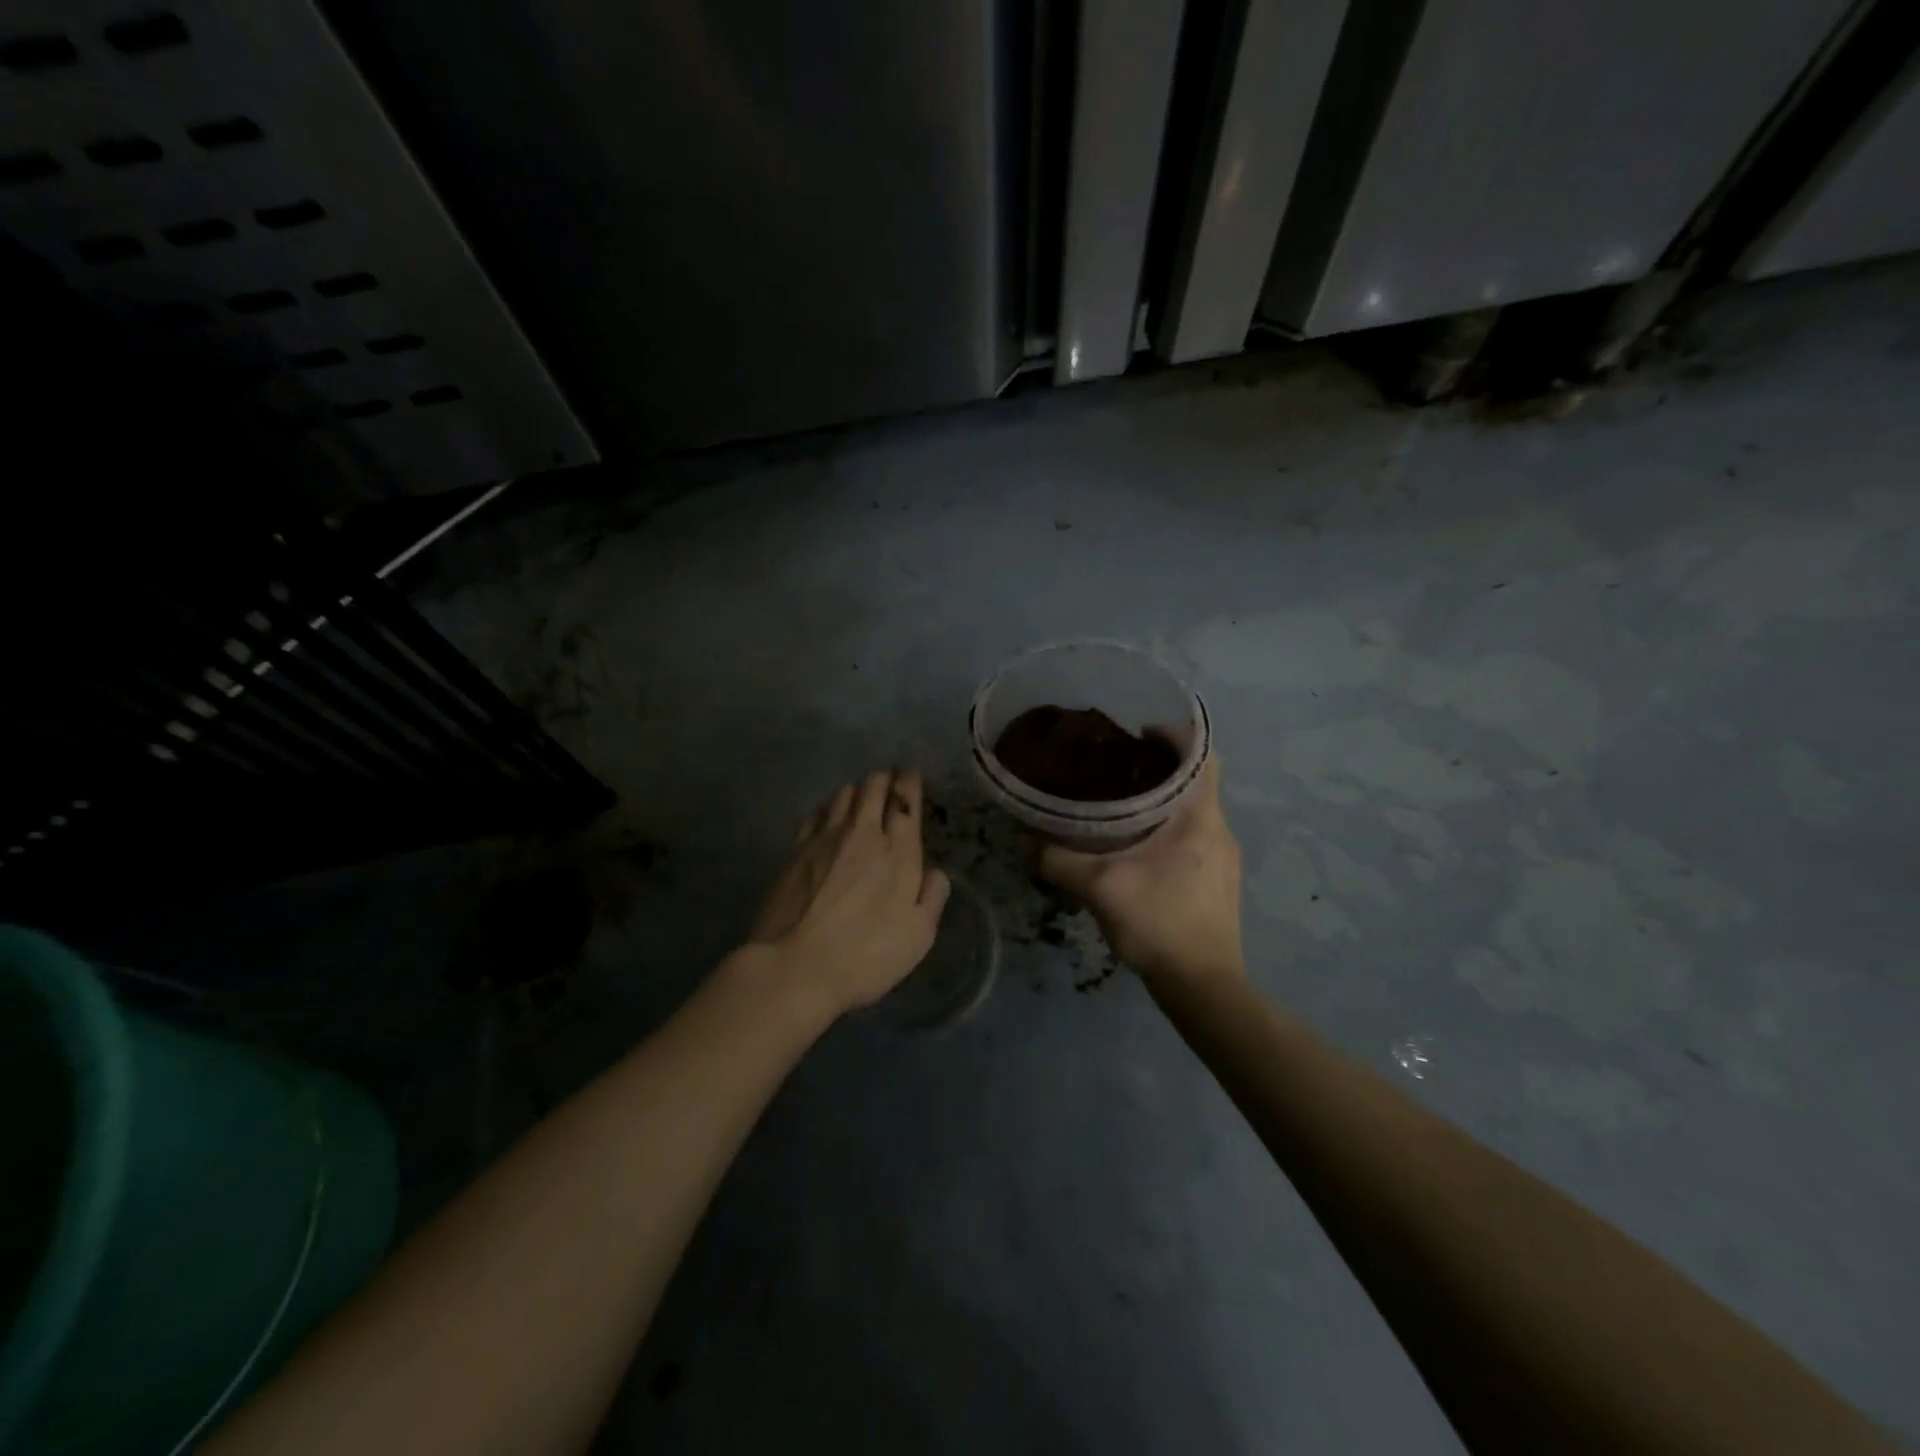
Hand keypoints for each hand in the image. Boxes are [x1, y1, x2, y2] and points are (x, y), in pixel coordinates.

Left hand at [746, 769, 951, 1017]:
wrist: (796, 966)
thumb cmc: (866, 955)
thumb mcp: (918, 935)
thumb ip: (932, 897)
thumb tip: (935, 872)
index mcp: (899, 852)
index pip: (906, 802)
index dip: (909, 783)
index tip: (910, 774)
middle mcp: (863, 834)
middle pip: (873, 788)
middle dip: (884, 779)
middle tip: (889, 780)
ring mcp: (825, 838)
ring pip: (843, 794)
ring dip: (857, 789)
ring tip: (861, 795)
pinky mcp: (796, 849)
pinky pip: (817, 812)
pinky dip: (829, 805)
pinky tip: (829, 813)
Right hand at [1036, 757, 1244, 986]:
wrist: (1203, 986)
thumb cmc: (1160, 923)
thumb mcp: (1100, 888)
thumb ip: (1058, 861)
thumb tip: (1026, 843)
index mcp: (1201, 818)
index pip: (1204, 754)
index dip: (1176, 734)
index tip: (1139, 734)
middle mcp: (1219, 830)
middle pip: (1196, 780)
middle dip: (1160, 767)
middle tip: (1116, 768)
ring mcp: (1223, 859)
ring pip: (1194, 811)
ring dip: (1163, 801)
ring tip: (1120, 806)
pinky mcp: (1218, 882)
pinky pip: (1194, 838)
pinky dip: (1168, 829)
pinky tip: (1137, 850)